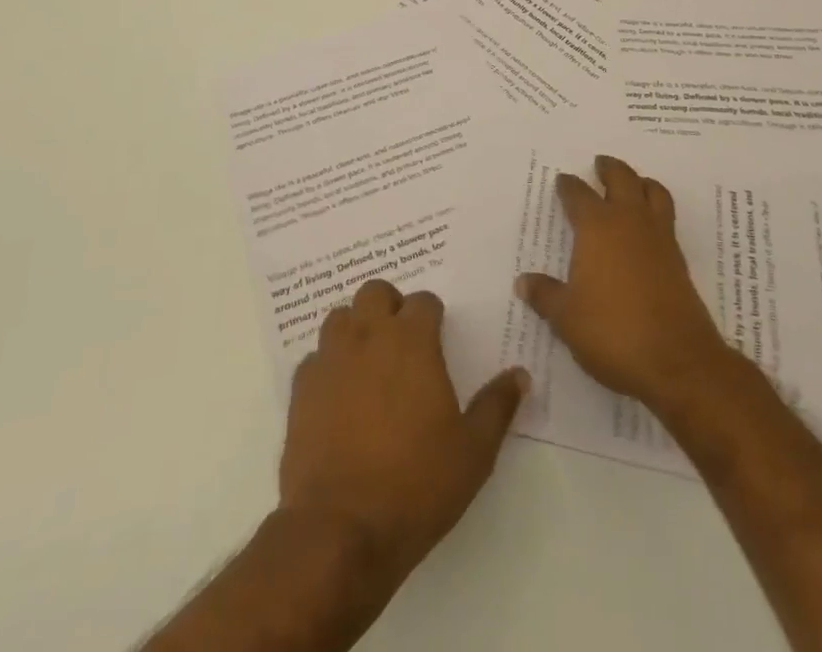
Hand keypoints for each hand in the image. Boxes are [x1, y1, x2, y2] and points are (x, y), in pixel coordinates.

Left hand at [280, 279, 528, 587]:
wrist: (341, 529)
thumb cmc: (416, 485)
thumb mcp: (474, 452)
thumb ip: (497, 406)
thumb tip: (520, 375)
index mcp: (412, 341)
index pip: (423, 300)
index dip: (432, 315)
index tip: (438, 338)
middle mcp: (368, 336)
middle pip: (375, 292)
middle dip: (390, 306)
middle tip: (402, 341)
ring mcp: (330, 359)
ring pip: (340, 317)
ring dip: (356, 328)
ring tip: (369, 361)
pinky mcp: (301, 389)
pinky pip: (315, 357)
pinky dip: (328, 365)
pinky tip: (339, 395)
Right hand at [516, 155, 733, 413]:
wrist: (678, 362)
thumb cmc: (613, 332)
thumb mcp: (566, 317)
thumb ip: (545, 295)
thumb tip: (523, 282)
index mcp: (597, 227)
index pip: (579, 195)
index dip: (569, 186)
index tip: (563, 181)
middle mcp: (629, 223)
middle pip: (622, 179)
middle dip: (609, 169)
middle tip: (600, 164)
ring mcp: (659, 239)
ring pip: (654, 193)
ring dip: (641, 183)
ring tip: (633, 184)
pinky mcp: (679, 261)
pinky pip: (667, 219)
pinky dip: (656, 211)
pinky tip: (647, 229)